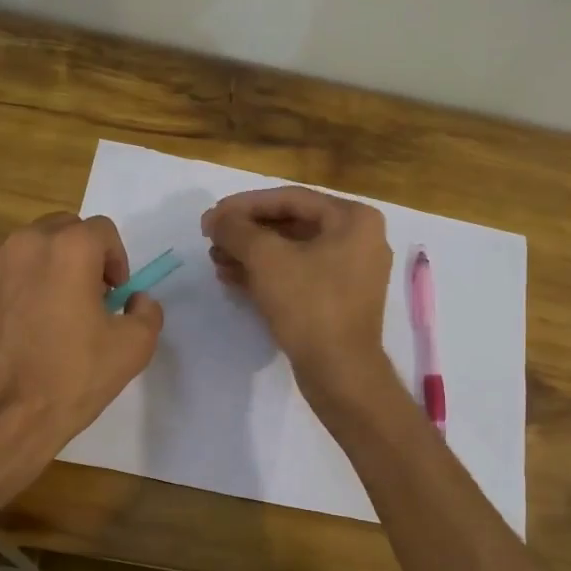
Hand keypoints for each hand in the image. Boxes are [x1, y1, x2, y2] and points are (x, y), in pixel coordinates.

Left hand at [0, 212, 163, 469]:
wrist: (2, 413)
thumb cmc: (73, 376)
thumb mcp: (134, 347)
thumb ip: (147, 311)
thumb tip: (135, 299)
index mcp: (71, 248)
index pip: (103, 230)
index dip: (116, 260)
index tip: (115, 293)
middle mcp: (26, 242)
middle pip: (62, 230)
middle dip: (80, 255)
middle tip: (86, 296)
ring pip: (26, 250)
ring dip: (44, 268)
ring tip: (48, 311)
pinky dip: (11, 287)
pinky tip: (16, 325)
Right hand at [201, 186, 392, 401]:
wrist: (340, 372)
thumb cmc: (309, 306)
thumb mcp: (267, 260)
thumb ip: (237, 230)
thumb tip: (216, 219)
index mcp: (353, 219)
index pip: (290, 198)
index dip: (244, 205)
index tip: (211, 217)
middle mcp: (359, 239)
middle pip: (291, 224)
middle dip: (247, 232)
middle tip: (211, 239)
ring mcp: (351, 271)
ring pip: (292, 251)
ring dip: (251, 254)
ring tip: (215, 260)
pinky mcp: (338, 300)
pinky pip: (299, 275)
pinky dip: (267, 274)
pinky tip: (232, 278)